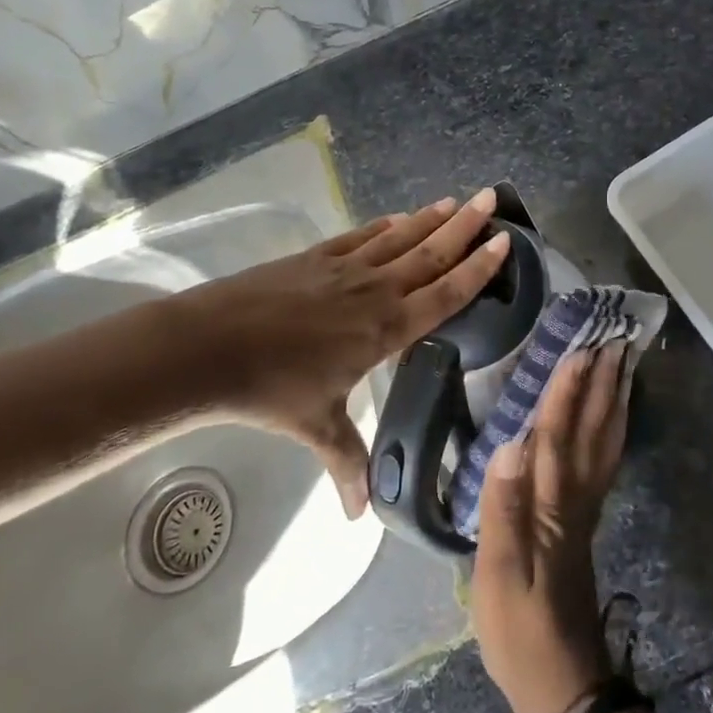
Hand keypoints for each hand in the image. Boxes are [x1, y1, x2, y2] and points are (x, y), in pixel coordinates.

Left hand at [177, 190, 510, 517]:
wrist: (207, 348)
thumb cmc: (270, 390)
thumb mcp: (316, 427)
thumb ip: (346, 463)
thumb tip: (359, 515)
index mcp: (385, 330)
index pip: (445, 295)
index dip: (478, 270)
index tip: (505, 242)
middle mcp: (373, 292)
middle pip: (430, 255)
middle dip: (465, 227)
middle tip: (493, 198)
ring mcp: (343, 269)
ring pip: (399, 239)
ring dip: (430, 220)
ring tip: (456, 201)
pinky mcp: (314, 258)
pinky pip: (360, 237)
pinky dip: (384, 225)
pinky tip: (398, 218)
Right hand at [470, 342, 631, 712]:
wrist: (565, 687)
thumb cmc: (520, 634)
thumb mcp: (496, 580)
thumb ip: (502, 511)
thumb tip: (510, 444)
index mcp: (550, 509)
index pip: (557, 437)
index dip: (568, 392)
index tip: (581, 350)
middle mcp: (574, 501)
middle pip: (589, 432)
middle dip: (600, 384)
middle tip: (612, 340)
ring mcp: (584, 512)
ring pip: (604, 445)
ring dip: (613, 402)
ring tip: (622, 365)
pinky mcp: (585, 525)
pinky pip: (605, 465)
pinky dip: (613, 433)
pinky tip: (614, 418)